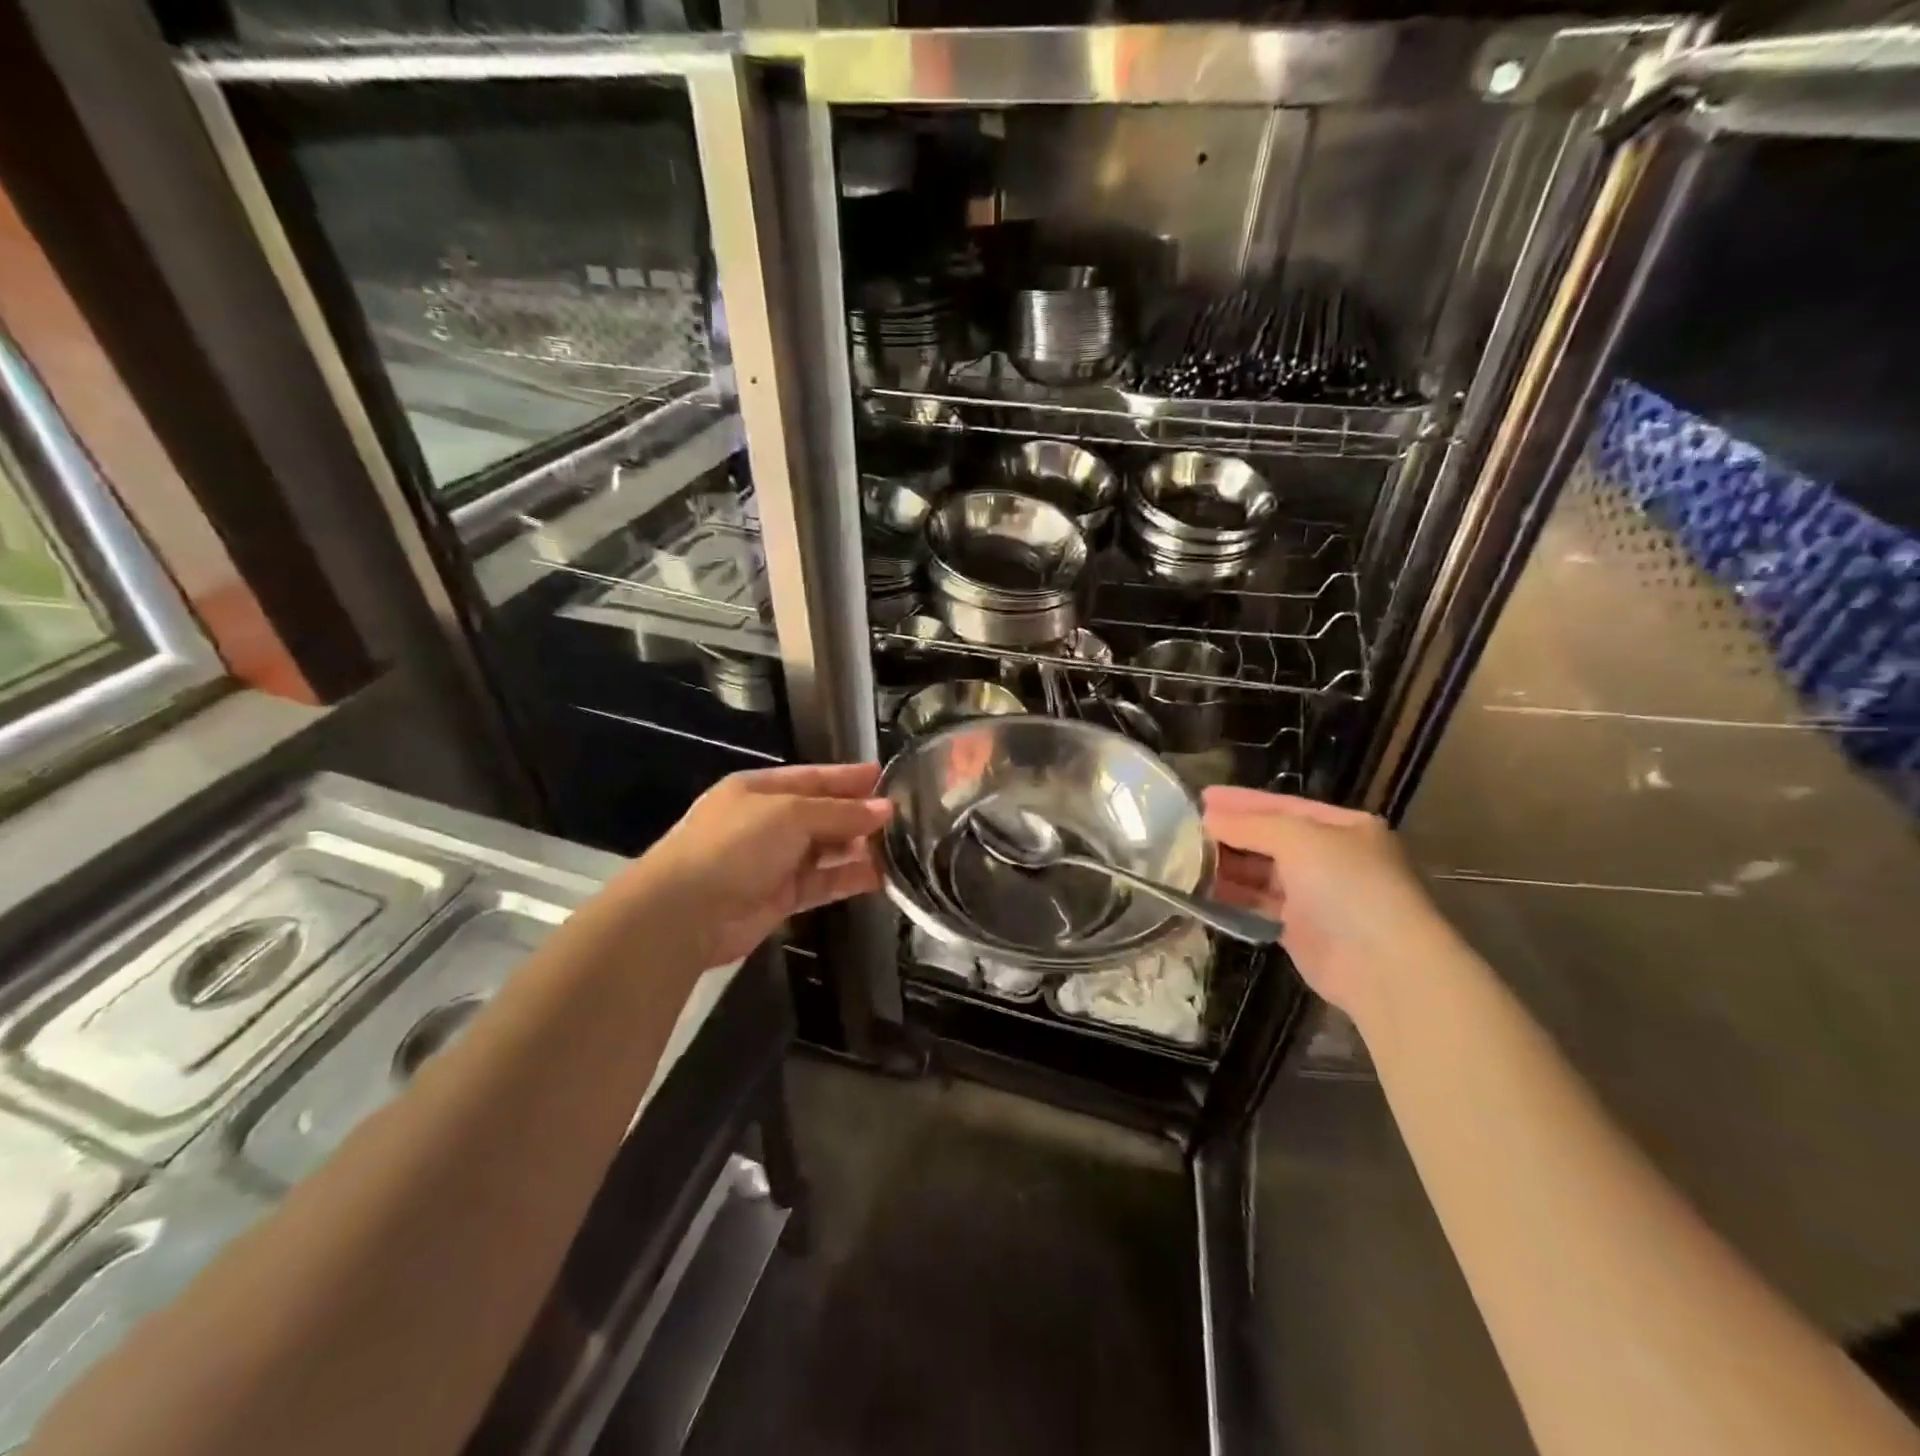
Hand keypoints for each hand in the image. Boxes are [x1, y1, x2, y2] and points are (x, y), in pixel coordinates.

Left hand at [623, 764, 891, 969]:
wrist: (685, 912)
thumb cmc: (735, 846)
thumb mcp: (789, 815)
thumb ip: (839, 812)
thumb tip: (885, 810)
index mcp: (760, 790)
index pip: (813, 777)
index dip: (848, 777)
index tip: (886, 776)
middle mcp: (768, 822)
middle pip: (822, 813)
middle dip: (859, 814)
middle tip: (904, 816)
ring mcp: (774, 861)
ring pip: (826, 850)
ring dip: (860, 848)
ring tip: (902, 847)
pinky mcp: (781, 897)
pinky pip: (823, 882)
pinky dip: (849, 878)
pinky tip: (881, 876)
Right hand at [1203, 786, 1451, 1020]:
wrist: (1383, 966)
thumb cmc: (1347, 886)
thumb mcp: (1298, 839)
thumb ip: (1250, 825)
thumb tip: (1209, 818)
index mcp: (1343, 827)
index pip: (1284, 805)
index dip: (1242, 801)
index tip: (1202, 797)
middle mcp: (1332, 858)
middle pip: (1271, 838)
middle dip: (1232, 833)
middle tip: (1186, 829)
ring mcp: (1318, 895)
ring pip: (1263, 873)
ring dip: (1228, 865)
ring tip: (1187, 858)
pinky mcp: (1302, 930)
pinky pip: (1260, 905)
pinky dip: (1235, 896)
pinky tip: (1204, 889)